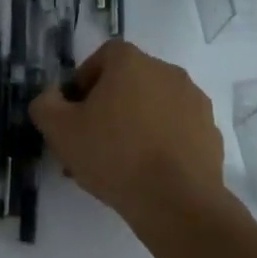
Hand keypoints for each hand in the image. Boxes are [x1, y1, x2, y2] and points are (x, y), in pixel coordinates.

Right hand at [30, 40, 227, 225]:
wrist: (176, 201)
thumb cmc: (112, 155)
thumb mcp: (59, 130)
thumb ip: (45, 104)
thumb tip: (52, 96)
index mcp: (131, 63)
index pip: (104, 56)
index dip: (85, 80)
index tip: (76, 111)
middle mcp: (167, 72)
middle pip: (129, 81)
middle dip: (108, 105)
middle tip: (91, 140)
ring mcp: (194, 101)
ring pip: (154, 106)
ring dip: (135, 123)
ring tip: (118, 162)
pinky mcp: (211, 132)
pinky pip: (177, 129)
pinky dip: (161, 142)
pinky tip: (147, 172)